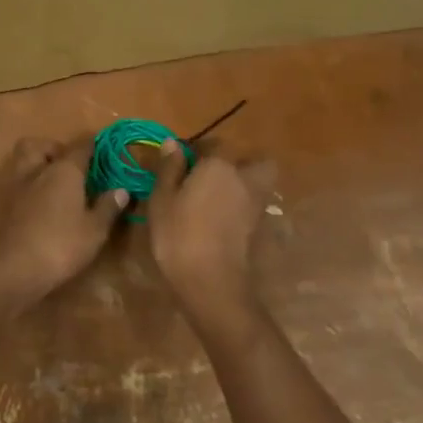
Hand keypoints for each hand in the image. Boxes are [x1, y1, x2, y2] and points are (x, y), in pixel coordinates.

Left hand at [0, 138, 127, 316]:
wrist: (11, 269)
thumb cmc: (60, 246)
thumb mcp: (94, 230)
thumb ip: (108, 207)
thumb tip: (121, 189)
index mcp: (63, 170)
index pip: (81, 146)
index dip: (93, 145)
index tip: (103, 150)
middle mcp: (36, 170)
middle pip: (40, 145)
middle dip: (54, 149)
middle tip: (70, 168)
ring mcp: (14, 186)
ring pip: (22, 161)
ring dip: (36, 165)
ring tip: (54, 186)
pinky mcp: (0, 205)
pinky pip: (15, 183)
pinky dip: (27, 187)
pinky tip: (38, 205)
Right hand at [146, 139, 275, 327]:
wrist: (210, 279)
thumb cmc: (178, 233)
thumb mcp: (162, 199)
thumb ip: (169, 168)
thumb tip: (172, 144)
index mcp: (218, 165)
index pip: (215, 144)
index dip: (199, 149)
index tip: (182, 162)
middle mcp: (244, 178)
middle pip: (254, 160)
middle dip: (239, 162)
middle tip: (212, 175)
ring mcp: (255, 203)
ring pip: (259, 182)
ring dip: (245, 183)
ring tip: (217, 196)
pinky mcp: (258, 226)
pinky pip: (254, 204)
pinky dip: (243, 205)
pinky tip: (220, 217)